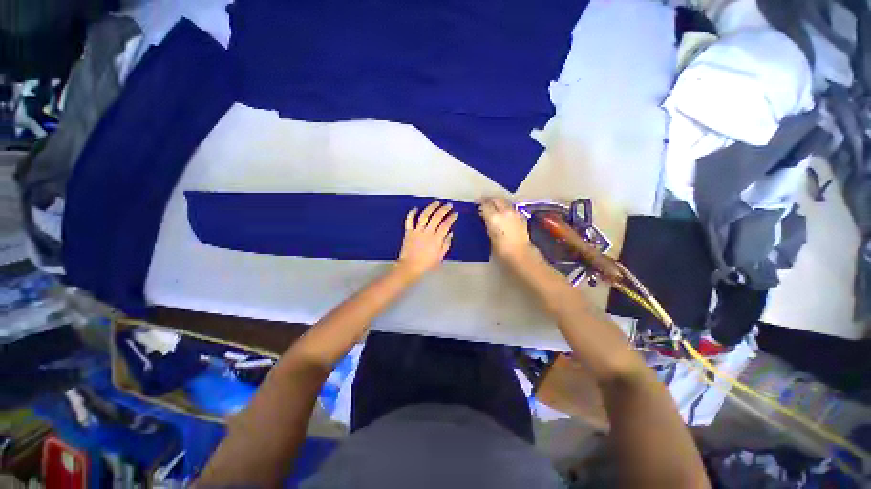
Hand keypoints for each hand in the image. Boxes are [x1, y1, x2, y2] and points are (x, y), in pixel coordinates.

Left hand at [396, 201, 457, 279]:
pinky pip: (409, 220)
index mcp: (436, 239)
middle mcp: (427, 233)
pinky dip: (412, 213)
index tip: (455, 213)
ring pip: (424, 216)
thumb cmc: (427, 263)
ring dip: (431, 207)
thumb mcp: (440, 257)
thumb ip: (446, 244)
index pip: (446, 225)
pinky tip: (416, 208)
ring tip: (436, 202)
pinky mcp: (408, 232)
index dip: (451, 218)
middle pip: (436, 217)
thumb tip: (450, 233)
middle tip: (448, 205)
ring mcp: (417, 231)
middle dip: (444, 209)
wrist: (410, 267)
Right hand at [477, 198, 534, 263]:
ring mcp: (514, 212)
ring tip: (493, 206)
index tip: (476, 203)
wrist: (520, 253)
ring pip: (504, 202)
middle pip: (496, 199)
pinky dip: (505, 207)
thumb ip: (486, 222)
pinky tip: (503, 213)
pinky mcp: (521, 216)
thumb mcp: (489, 234)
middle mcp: (505, 211)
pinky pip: (511, 208)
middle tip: (484, 202)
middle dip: (489, 199)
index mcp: (494, 217)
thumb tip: (484, 216)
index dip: (480, 203)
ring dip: (498, 202)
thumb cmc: (501, 248)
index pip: (485, 204)